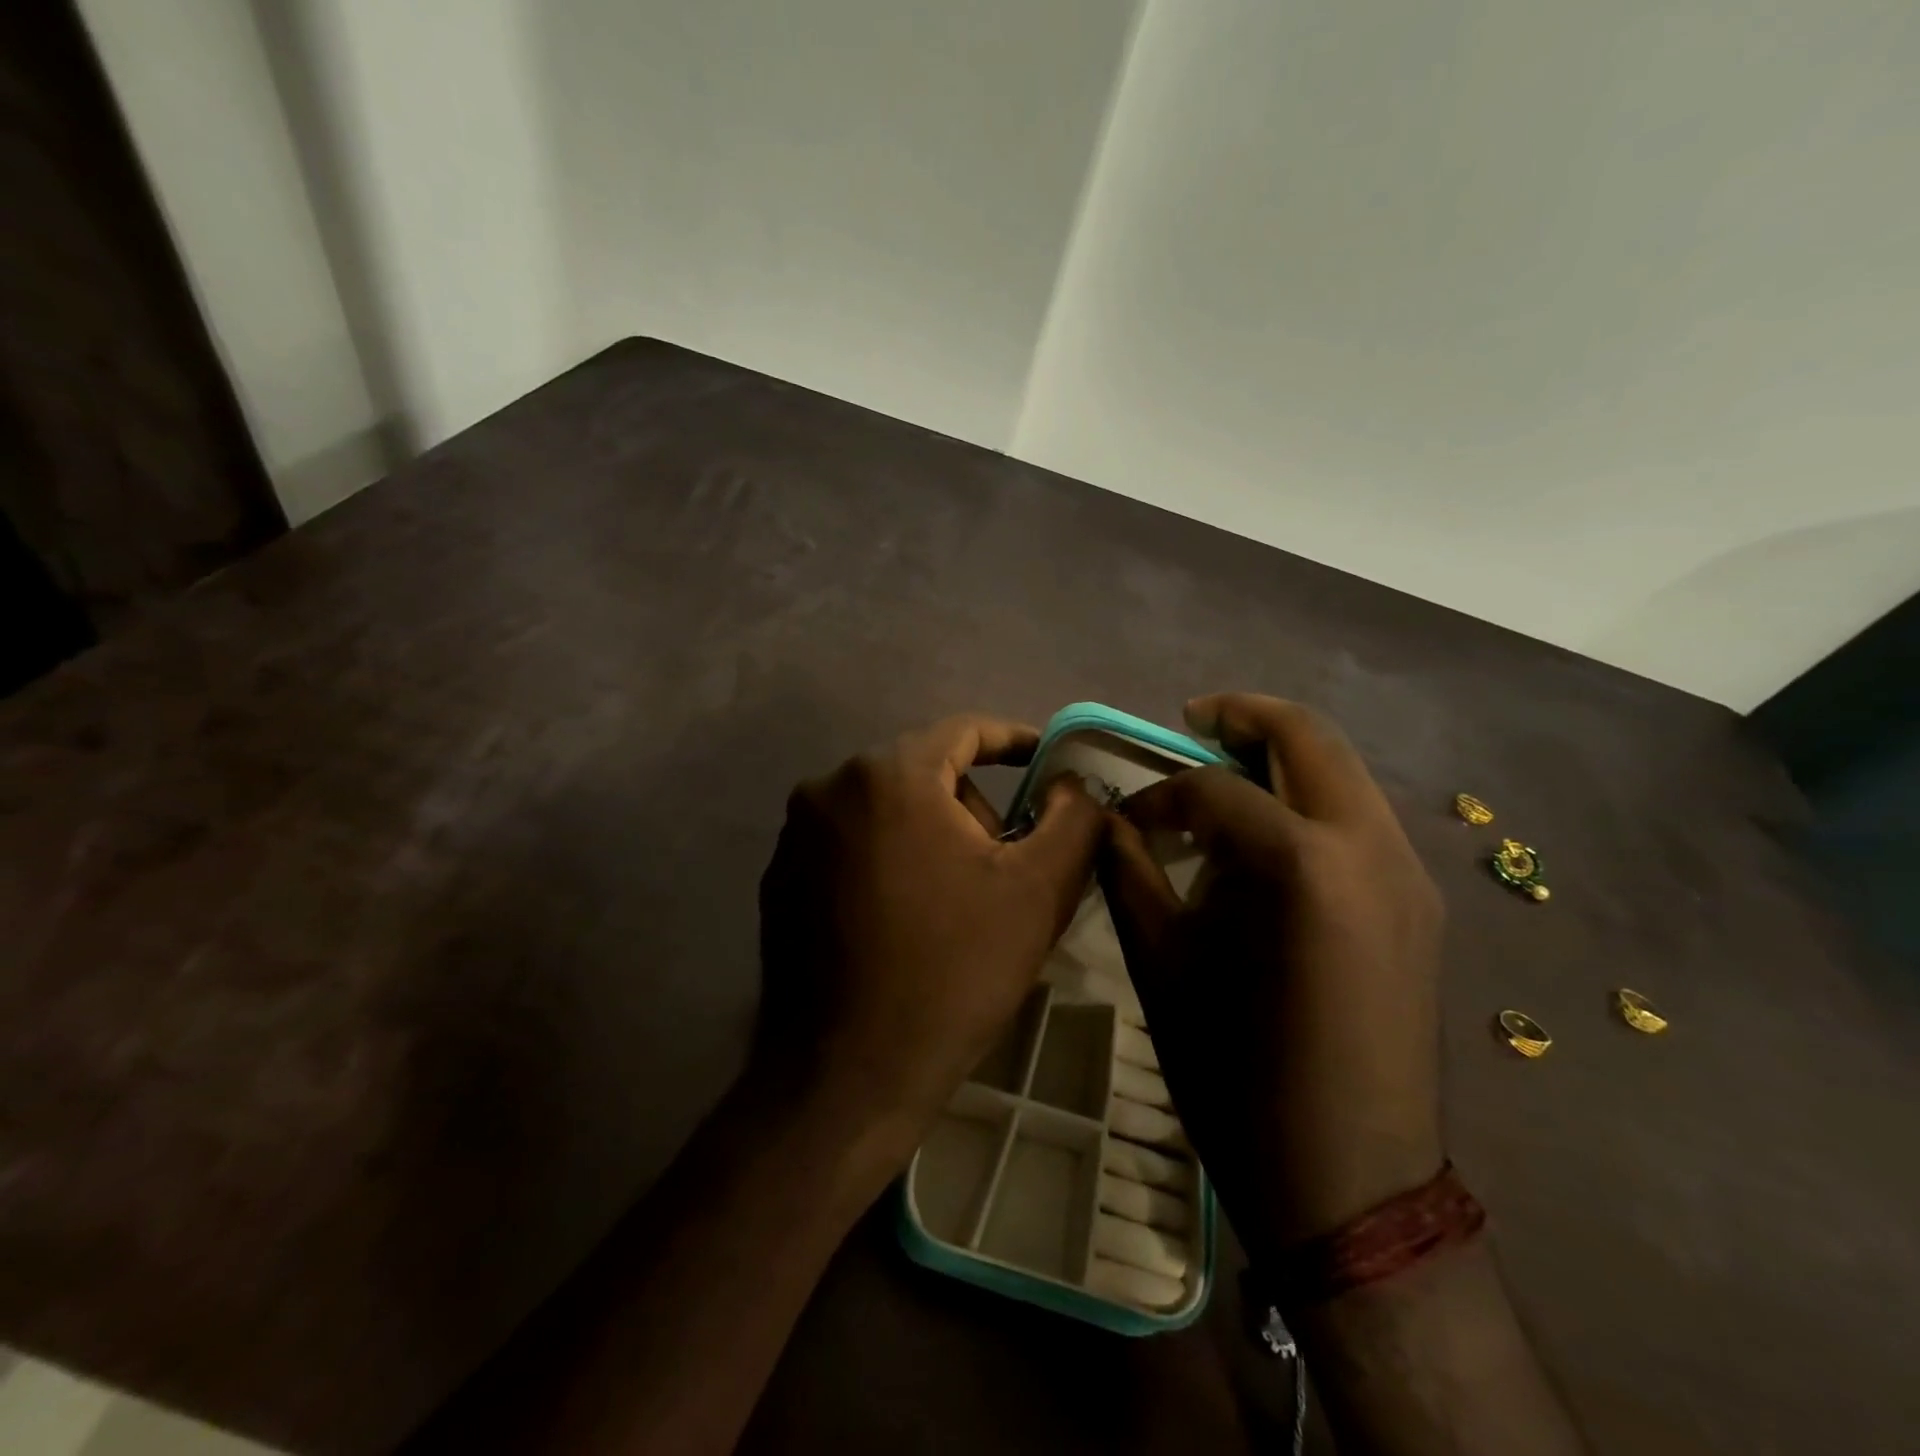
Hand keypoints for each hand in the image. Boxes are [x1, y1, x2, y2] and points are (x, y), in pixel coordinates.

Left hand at [757, 714, 1102, 1145]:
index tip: (1047, 763)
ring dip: (930, 836)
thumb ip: (1072, 818)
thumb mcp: (1037, 890)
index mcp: (888, 775)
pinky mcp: (779, 879)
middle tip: (1005, 864)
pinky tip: (905, 921)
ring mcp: (795, 836)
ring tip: (957, 901)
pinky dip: (887, 861)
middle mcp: (829, 788)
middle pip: (924, 772)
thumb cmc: (953, 972)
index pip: (963, 731)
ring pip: (886, 810)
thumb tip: (1071, 784)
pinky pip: (850, 845)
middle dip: (972, 807)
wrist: (848, 1076)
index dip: (1014, 741)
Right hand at [1098, 693, 1444, 1253]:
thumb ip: (1128, 872)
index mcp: (1300, 864)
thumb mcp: (1162, 964)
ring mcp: (1409, 874)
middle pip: (1307, 737)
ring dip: (1282, 757)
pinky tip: (1271, 842)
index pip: (1215, 788)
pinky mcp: (1422, 905)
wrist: (1349, 1182)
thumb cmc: (1236, 1073)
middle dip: (1242, 719)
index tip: (1125, 820)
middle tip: (1191, 726)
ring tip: (1227, 780)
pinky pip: (1361, 818)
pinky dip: (1311, 801)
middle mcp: (1370, 846)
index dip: (1159, 794)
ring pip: (1343, 771)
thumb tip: (1105, 818)